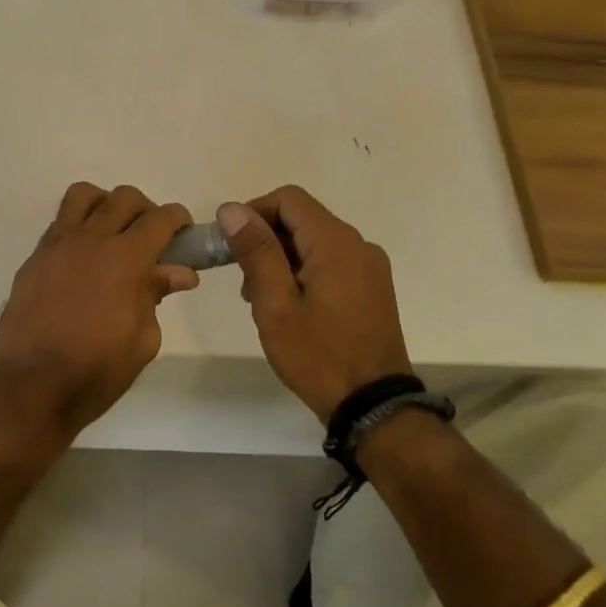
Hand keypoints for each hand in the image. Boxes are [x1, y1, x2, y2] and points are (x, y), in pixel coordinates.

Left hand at [0, 183, 198, 441]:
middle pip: (124, 198)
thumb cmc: (97, 370)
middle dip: (146, 210)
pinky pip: (59, 223)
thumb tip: (179, 272)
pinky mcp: (34, 258)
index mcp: (126, 258)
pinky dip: (77, 227)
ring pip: (84, 196)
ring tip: (111, 232)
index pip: (160, 219)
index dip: (177, 219)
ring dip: (105, 204)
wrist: (32, 387)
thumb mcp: (143, 340)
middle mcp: (91, 239)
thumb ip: (157, 295)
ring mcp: (57, 245)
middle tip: (151, 237)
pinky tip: (82, 258)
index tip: (183, 231)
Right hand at [218, 186, 410, 421]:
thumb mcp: (276, 304)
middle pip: (302, 219)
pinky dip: (304, 271)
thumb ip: (256, 252)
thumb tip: (232, 209)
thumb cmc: (318, 355)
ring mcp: (370, 267)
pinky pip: (332, 262)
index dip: (254, 212)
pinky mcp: (372, 287)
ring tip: (263, 299)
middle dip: (266, 240)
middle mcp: (358, 244)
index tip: (232, 245)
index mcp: (335, 242)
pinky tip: (291, 306)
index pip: (289, 199)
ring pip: (315, 242)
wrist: (373, 407)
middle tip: (244, 281)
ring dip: (283, 258)